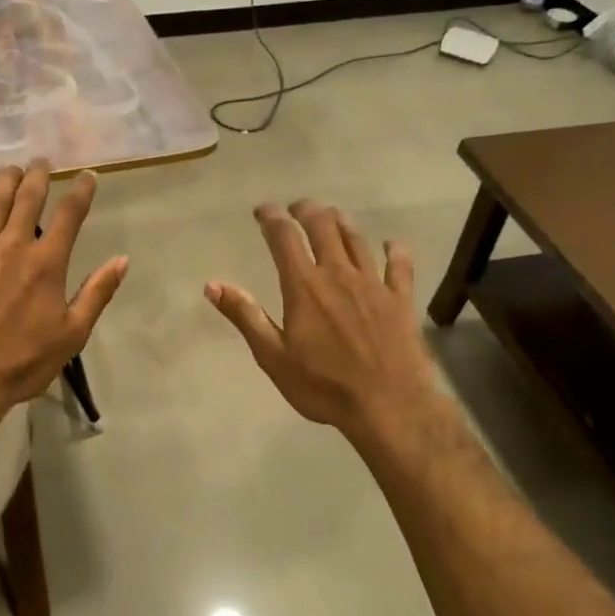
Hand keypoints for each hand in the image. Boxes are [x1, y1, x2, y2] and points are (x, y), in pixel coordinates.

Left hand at [0, 159, 127, 425]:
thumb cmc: (22, 363)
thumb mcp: (72, 335)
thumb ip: (97, 293)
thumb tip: (122, 259)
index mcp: (47, 264)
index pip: (70, 216)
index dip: (81, 191)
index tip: (87, 175)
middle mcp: (13, 246)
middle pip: (28, 199)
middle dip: (38, 176)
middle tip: (41, 161)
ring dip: (4, 180)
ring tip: (11, 168)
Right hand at [206, 200, 440, 444]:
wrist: (389, 406)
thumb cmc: (323, 385)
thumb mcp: (273, 356)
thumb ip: (245, 316)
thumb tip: (213, 285)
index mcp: (304, 286)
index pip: (284, 237)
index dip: (271, 217)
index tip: (263, 211)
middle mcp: (338, 274)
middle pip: (323, 226)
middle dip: (307, 210)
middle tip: (297, 209)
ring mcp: (373, 284)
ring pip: (357, 239)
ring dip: (342, 222)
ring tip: (332, 217)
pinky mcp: (401, 300)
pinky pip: (400, 266)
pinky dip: (395, 251)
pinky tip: (392, 245)